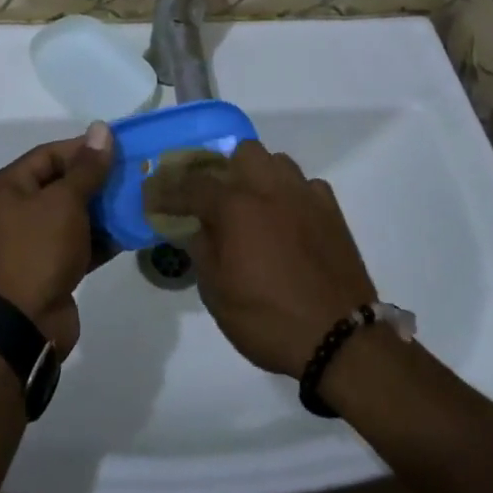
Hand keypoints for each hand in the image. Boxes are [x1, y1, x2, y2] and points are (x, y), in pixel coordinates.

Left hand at [0, 122, 113, 355]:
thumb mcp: (64, 202)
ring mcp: (32, 243)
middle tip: (135, 173)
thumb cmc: (37, 250)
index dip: (84, 149)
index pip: (50, 154)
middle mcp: (15, 211)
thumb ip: (87, 167)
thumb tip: (101, 129)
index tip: (121, 148)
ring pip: (74, 216)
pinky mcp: (50, 269)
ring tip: (140, 199)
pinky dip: (102, 238)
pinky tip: (132, 231)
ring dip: (104, 210)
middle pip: (62, 184)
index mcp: (8, 187)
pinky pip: (79, 244)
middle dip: (98, 180)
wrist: (21, 325)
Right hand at [176, 141, 377, 378]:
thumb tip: (193, 226)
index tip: (152, 194)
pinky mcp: (332, 211)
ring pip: (276, 161)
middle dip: (223, 168)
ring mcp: (305, 196)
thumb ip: (201, 250)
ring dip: (258, 175)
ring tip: (251, 205)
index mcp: (236, 207)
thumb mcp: (218, 293)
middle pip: (241, 153)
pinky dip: (290, 194)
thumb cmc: (269, 319)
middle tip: (212, 198)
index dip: (168, 189)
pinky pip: (305, 185)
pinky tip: (287, 219)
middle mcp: (270, 189)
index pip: (192, 185)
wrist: (340, 338)